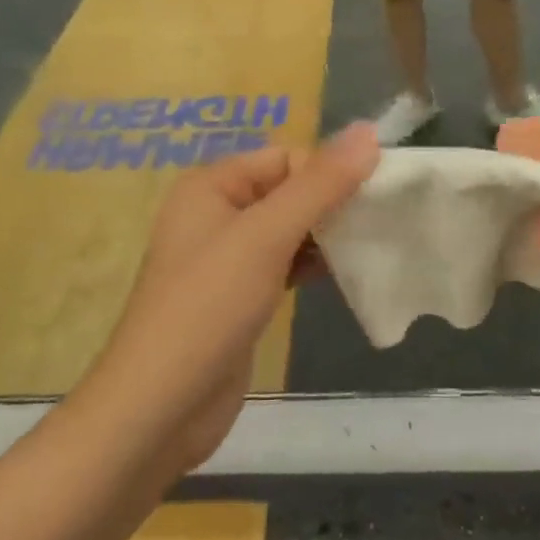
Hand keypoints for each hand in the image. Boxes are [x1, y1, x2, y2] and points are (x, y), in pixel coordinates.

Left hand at [88, 125, 379, 478]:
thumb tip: (369, 131)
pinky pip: (284, 263)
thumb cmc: (209, 307)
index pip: (285, 158)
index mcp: (211, 186)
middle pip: (289, 191)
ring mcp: (227, 258)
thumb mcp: (266, 236)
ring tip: (369, 248)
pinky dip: (313, 265)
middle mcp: (216, 213)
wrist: (160, 409)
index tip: (372, 198)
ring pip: (290, 229)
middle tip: (379, 223)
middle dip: (332, 204)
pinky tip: (345, 276)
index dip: (327, 173)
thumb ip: (320, 184)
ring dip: (327, 236)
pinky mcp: (239, 296)